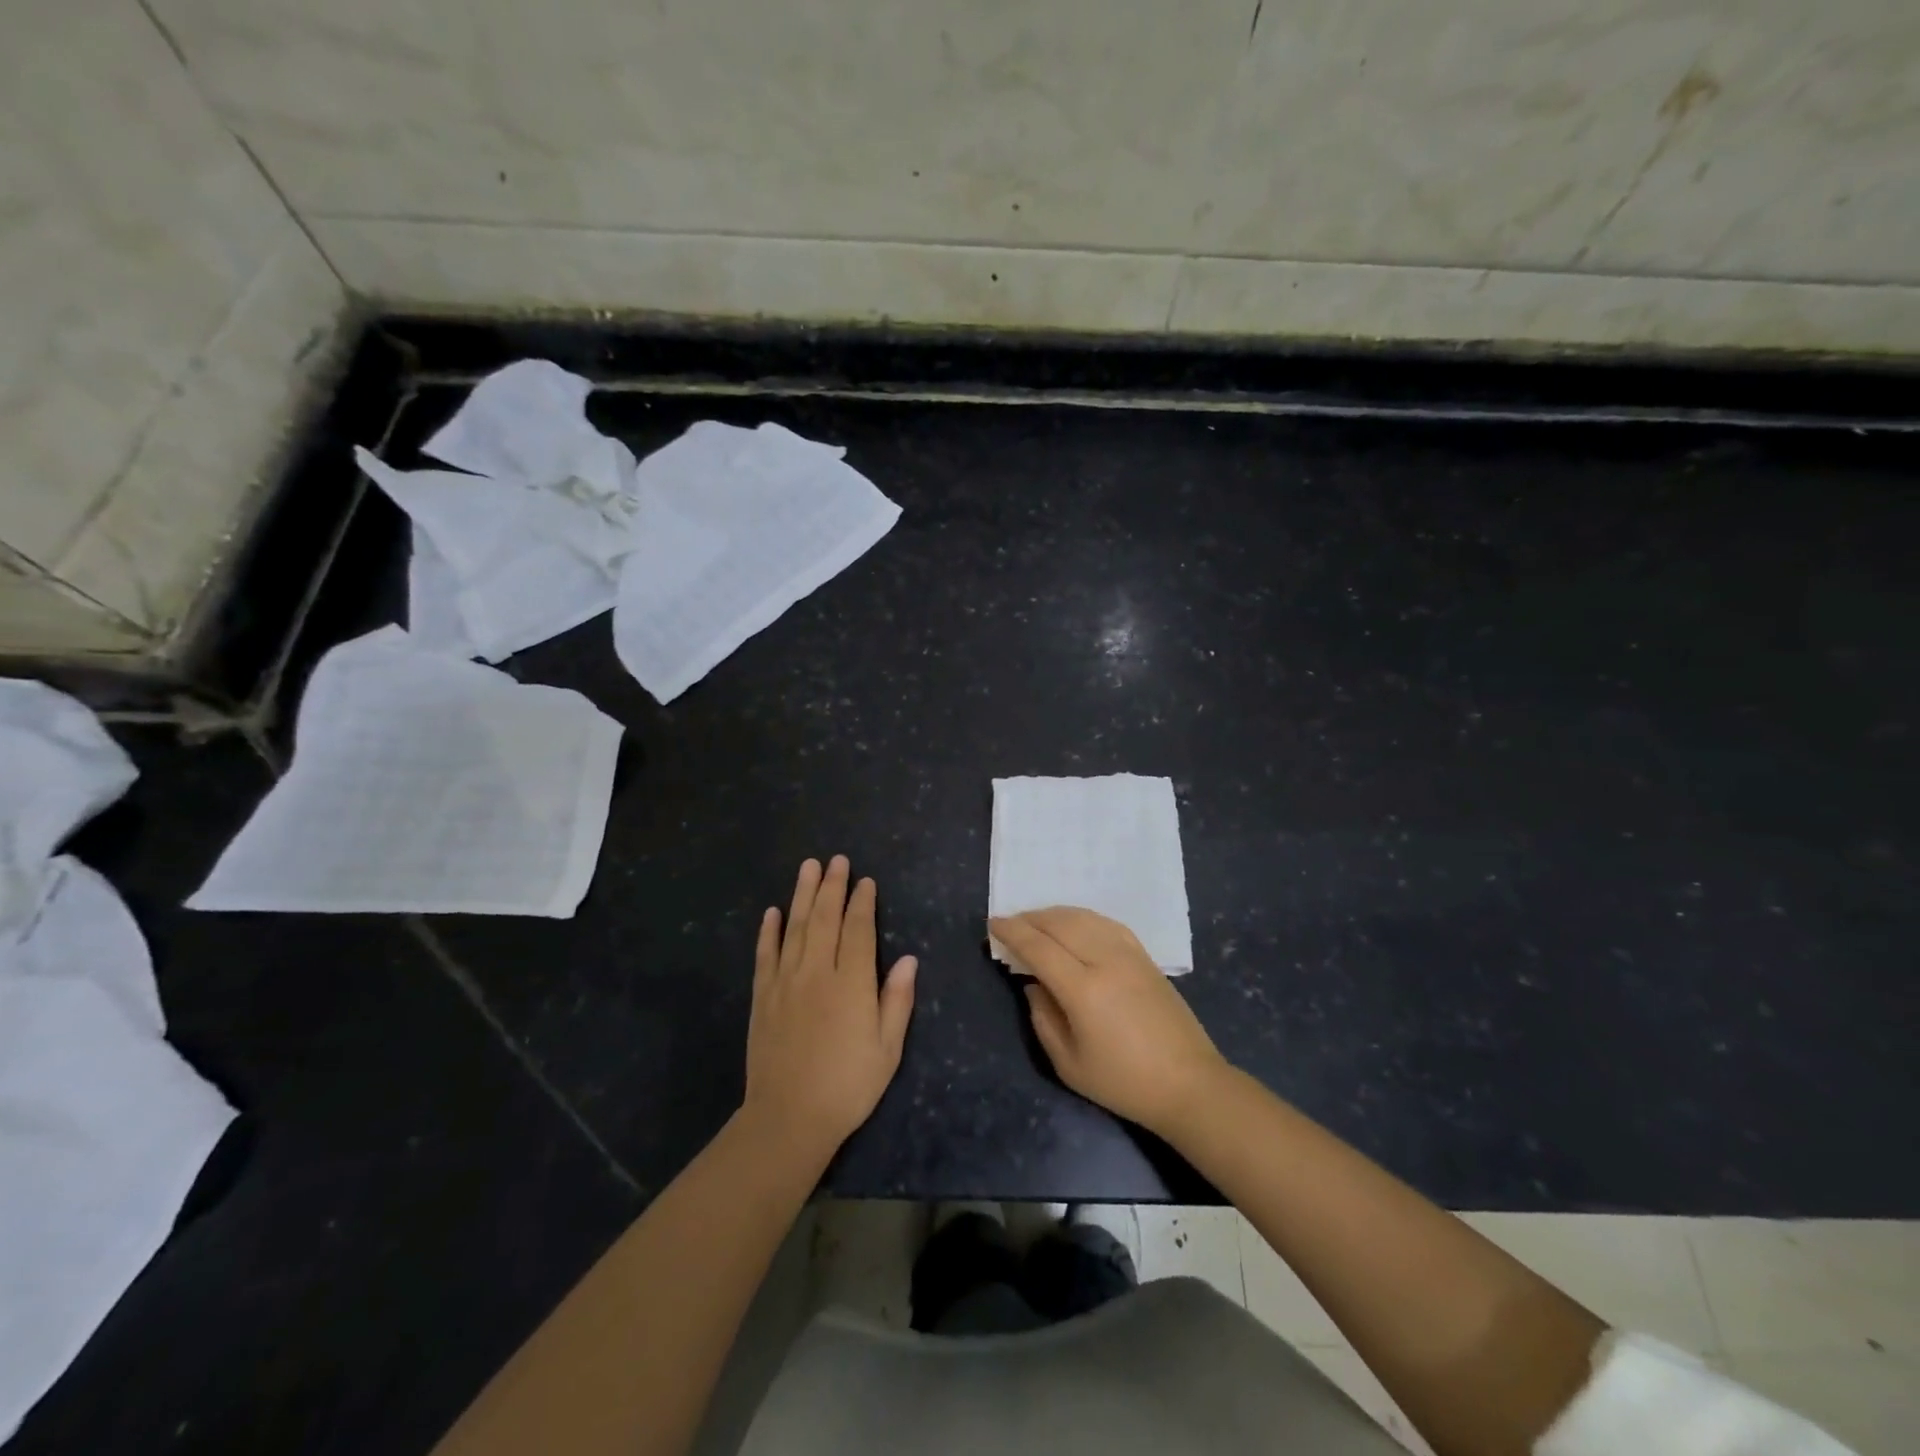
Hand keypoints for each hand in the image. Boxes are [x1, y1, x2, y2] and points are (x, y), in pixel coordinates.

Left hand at [742, 856, 916, 1158]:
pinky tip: (772, 911)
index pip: (858, 930)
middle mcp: (817, 973)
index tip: (865, 881)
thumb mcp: (887, 1049)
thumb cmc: (848, 1086)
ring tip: (808, 867)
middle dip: (832, 887)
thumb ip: (897, 1000)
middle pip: (825, 919)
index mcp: (851, 984)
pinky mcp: (763, 997)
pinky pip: (766, 955)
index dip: (862, 903)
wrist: (788, 1118)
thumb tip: (908, 959)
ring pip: (795, 928)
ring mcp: (785, 982)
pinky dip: (769, 931)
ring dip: (802, 895)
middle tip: (836, 860)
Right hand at [991, 907, 1227, 1138]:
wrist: (1188, 1084)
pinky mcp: (1145, 957)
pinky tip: (1074, 924)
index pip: (1039, 947)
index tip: (993, 923)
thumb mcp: (1069, 1064)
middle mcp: (1105, 960)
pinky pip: (1107, 923)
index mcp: (1083, 989)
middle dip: (1030, 918)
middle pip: (1060, 924)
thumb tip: (1032, 985)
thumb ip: (1043, 1019)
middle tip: (1011, 922)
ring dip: (1055, 914)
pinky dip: (1083, 917)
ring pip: (1084, 917)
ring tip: (1037, 921)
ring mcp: (1129, 954)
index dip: (1012, 931)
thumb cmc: (1124, 1083)